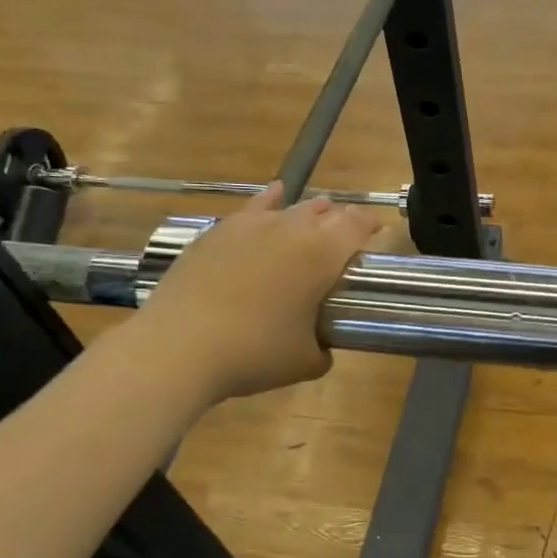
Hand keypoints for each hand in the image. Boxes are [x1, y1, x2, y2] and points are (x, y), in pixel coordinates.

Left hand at [136, 186, 382, 403]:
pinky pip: (253, 208)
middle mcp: (290, 229)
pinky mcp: (217, 233)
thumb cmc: (254, 352)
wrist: (179, 346)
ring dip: (309, 212)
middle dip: (340, 221)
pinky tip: (274, 195)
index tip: (377, 233)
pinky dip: (268, 201)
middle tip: (345, 238)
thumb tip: (322, 345)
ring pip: (290, 208)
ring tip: (318, 214)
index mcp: (321, 255)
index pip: (356, 226)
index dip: (370, 226)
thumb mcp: (305, 362)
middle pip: (324, 213)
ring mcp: (250, 226)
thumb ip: (323, 348)